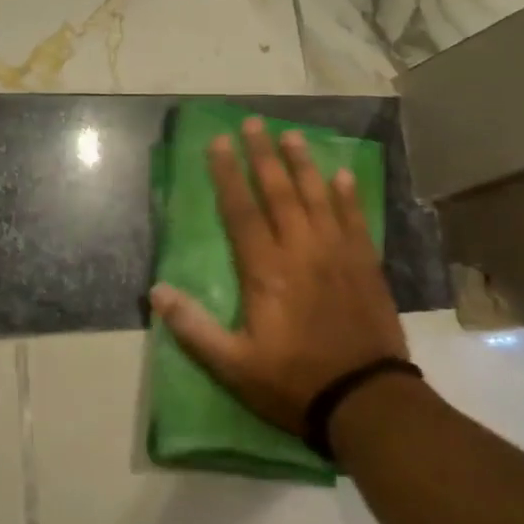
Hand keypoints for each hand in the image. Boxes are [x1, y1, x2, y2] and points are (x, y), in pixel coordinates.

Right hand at [149, 118, 409, 436]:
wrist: (366, 400)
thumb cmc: (293, 382)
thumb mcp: (233, 365)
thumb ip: (193, 328)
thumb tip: (156, 292)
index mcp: (266, 271)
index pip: (241, 211)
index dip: (228, 175)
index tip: (220, 142)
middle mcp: (302, 251)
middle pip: (279, 193)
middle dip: (264, 155)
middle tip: (255, 122)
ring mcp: (338, 255)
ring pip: (318, 198)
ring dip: (304, 165)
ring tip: (293, 135)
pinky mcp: (366, 266)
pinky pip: (356, 220)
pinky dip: (348, 196)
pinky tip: (343, 176)